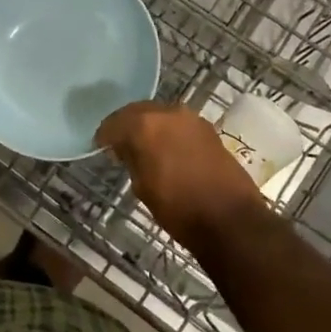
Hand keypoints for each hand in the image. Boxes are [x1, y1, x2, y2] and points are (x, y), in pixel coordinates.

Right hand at [97, 102, 268, 254]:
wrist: (231, 220)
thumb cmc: (179, 208)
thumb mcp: (142, 187)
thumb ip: (131, 160)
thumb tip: (125, 150)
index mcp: (144, 125)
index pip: (114, 123)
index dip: (104, 136)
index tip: (99, 146)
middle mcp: (167, 112)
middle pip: (137, 112)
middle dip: (126, 125)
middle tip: (118, 143)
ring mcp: (191, 119)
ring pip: (160, 115)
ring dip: (148, 127)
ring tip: (142, 147)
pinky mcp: (208, 130)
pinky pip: (178, 124)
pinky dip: (167, 132)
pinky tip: (165, 149)